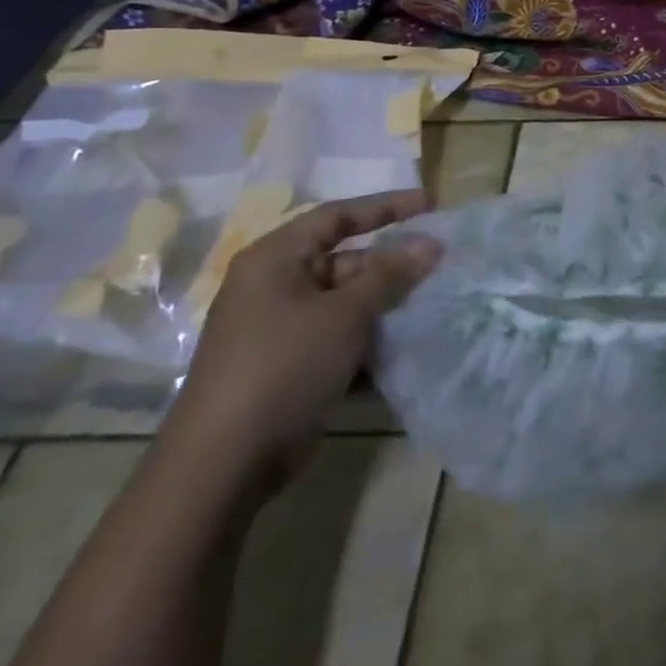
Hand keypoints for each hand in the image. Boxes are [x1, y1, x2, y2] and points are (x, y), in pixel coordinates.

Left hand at [161, 190, 440, 498]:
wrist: (225, 462)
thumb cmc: (284, 366)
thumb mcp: (345, 313)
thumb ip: (390, 275)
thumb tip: (431, 245)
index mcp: (275, 260)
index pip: (337, 216)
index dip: (385, 206)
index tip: (430, 204)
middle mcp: (274, 287)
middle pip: (344, 261)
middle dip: (391, 264)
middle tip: (439, 266)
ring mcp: (281, 328)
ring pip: (345, 301)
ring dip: (386, 304)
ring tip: (433, 303)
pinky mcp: (291, 364)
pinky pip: (339, 336)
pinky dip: (370, 337)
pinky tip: (406, 346)